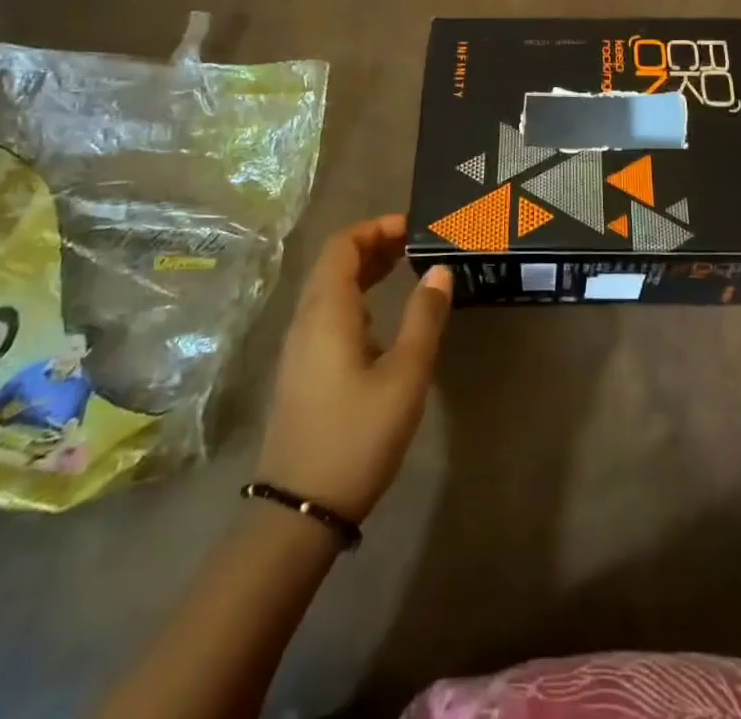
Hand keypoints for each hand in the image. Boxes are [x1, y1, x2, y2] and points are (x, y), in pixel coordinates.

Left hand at [256, 215, 453, 524]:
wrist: (300, 511)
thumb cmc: (357, 435)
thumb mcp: (405, 375)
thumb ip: (424, 317)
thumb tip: (440, 270)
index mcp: (326, 310)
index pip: (344, 244)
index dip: (377, 227)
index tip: (414, 228)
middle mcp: (306, 319)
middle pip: (335, 262)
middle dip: (375, 245)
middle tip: (417, 245)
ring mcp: (299, 347)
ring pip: (330, 289)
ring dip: (366, 271)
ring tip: (407, 269)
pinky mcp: (302, 371)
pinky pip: (328, 314)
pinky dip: (357, 297)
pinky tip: (383, 320)